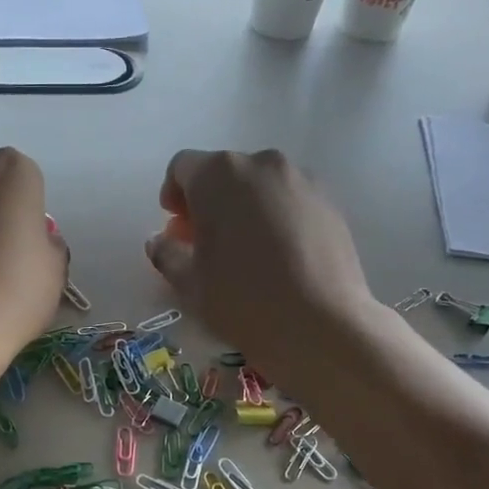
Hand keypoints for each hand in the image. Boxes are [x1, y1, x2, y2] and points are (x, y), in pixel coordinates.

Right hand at [145, 149, 372, 378]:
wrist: (322, 325)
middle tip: (205, 243)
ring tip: (245, 251)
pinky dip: (275, 217)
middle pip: (223, 172)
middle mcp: (261, 164)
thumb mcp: (190, 283)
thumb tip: (160, 242)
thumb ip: (167, 254)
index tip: (175, 228)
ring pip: (259, 185)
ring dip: (243, 208)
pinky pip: (289, 199)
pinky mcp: (329, 201)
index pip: (182, 167)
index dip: (172, 195)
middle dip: (208, 202)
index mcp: (218, 175)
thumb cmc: (243, 300)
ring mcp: (301, 179)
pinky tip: (278, 257)